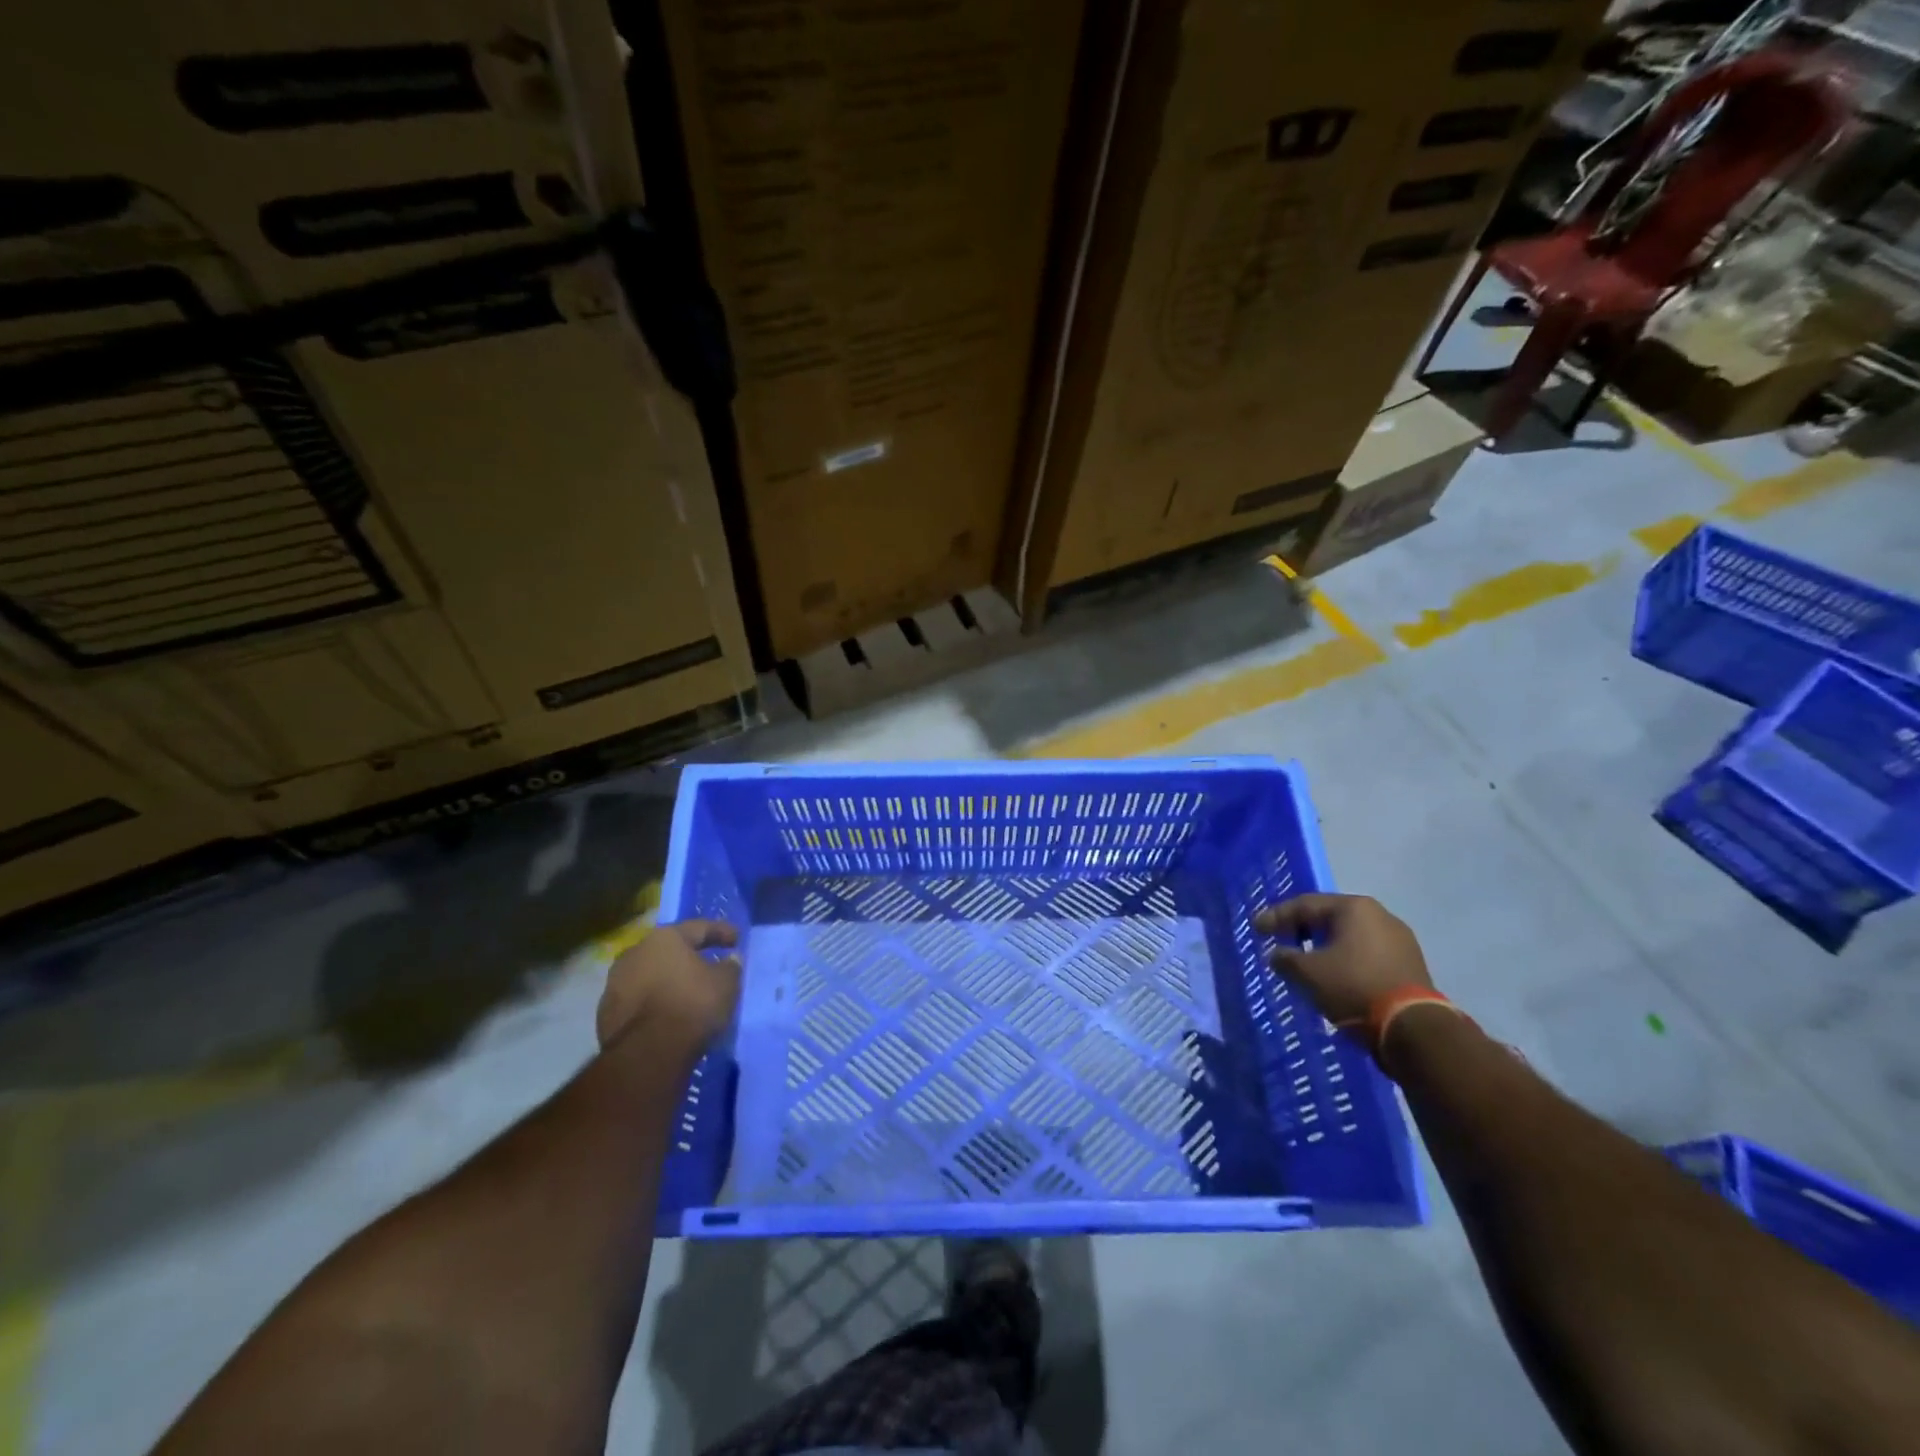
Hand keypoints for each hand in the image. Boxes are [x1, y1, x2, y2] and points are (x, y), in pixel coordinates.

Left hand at [596, 920, 741, 1051]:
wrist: (647, 1054)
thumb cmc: (692, 1005)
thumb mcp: (726, 983)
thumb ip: (730, 967)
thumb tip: (730, 960)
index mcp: (665, 939)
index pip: (698, 928)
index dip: (720, 932)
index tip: (736, 939)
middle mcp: (635, 953)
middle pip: (668, 950)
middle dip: (687, 956)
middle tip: (706, 964)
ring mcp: (615, 984)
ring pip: (649, 975)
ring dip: (667, 981)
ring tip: (685, 993)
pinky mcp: (605, 1014)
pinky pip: (638, 1000)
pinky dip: (653, 1003)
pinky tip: (667, 1015)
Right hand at [1254, 894, 1432, 1026]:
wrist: (1413, 1029)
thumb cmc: (1353, 986)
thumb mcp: (1307, 973)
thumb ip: (1285, 959)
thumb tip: (1278, 955)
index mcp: (1354, 907)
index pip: (1305, 904)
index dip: (1276, 916)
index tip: (1257, 929)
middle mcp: (1380, 915)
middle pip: (1330, 918)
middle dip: (1302, 929)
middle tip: (1280, 940)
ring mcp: (1400, 941)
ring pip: (1350, 938)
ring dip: (1325, 947)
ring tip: (1305, 962)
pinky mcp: (1410, 966)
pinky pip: (1367, 955)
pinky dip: (1345, 962)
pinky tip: (1334, 977)